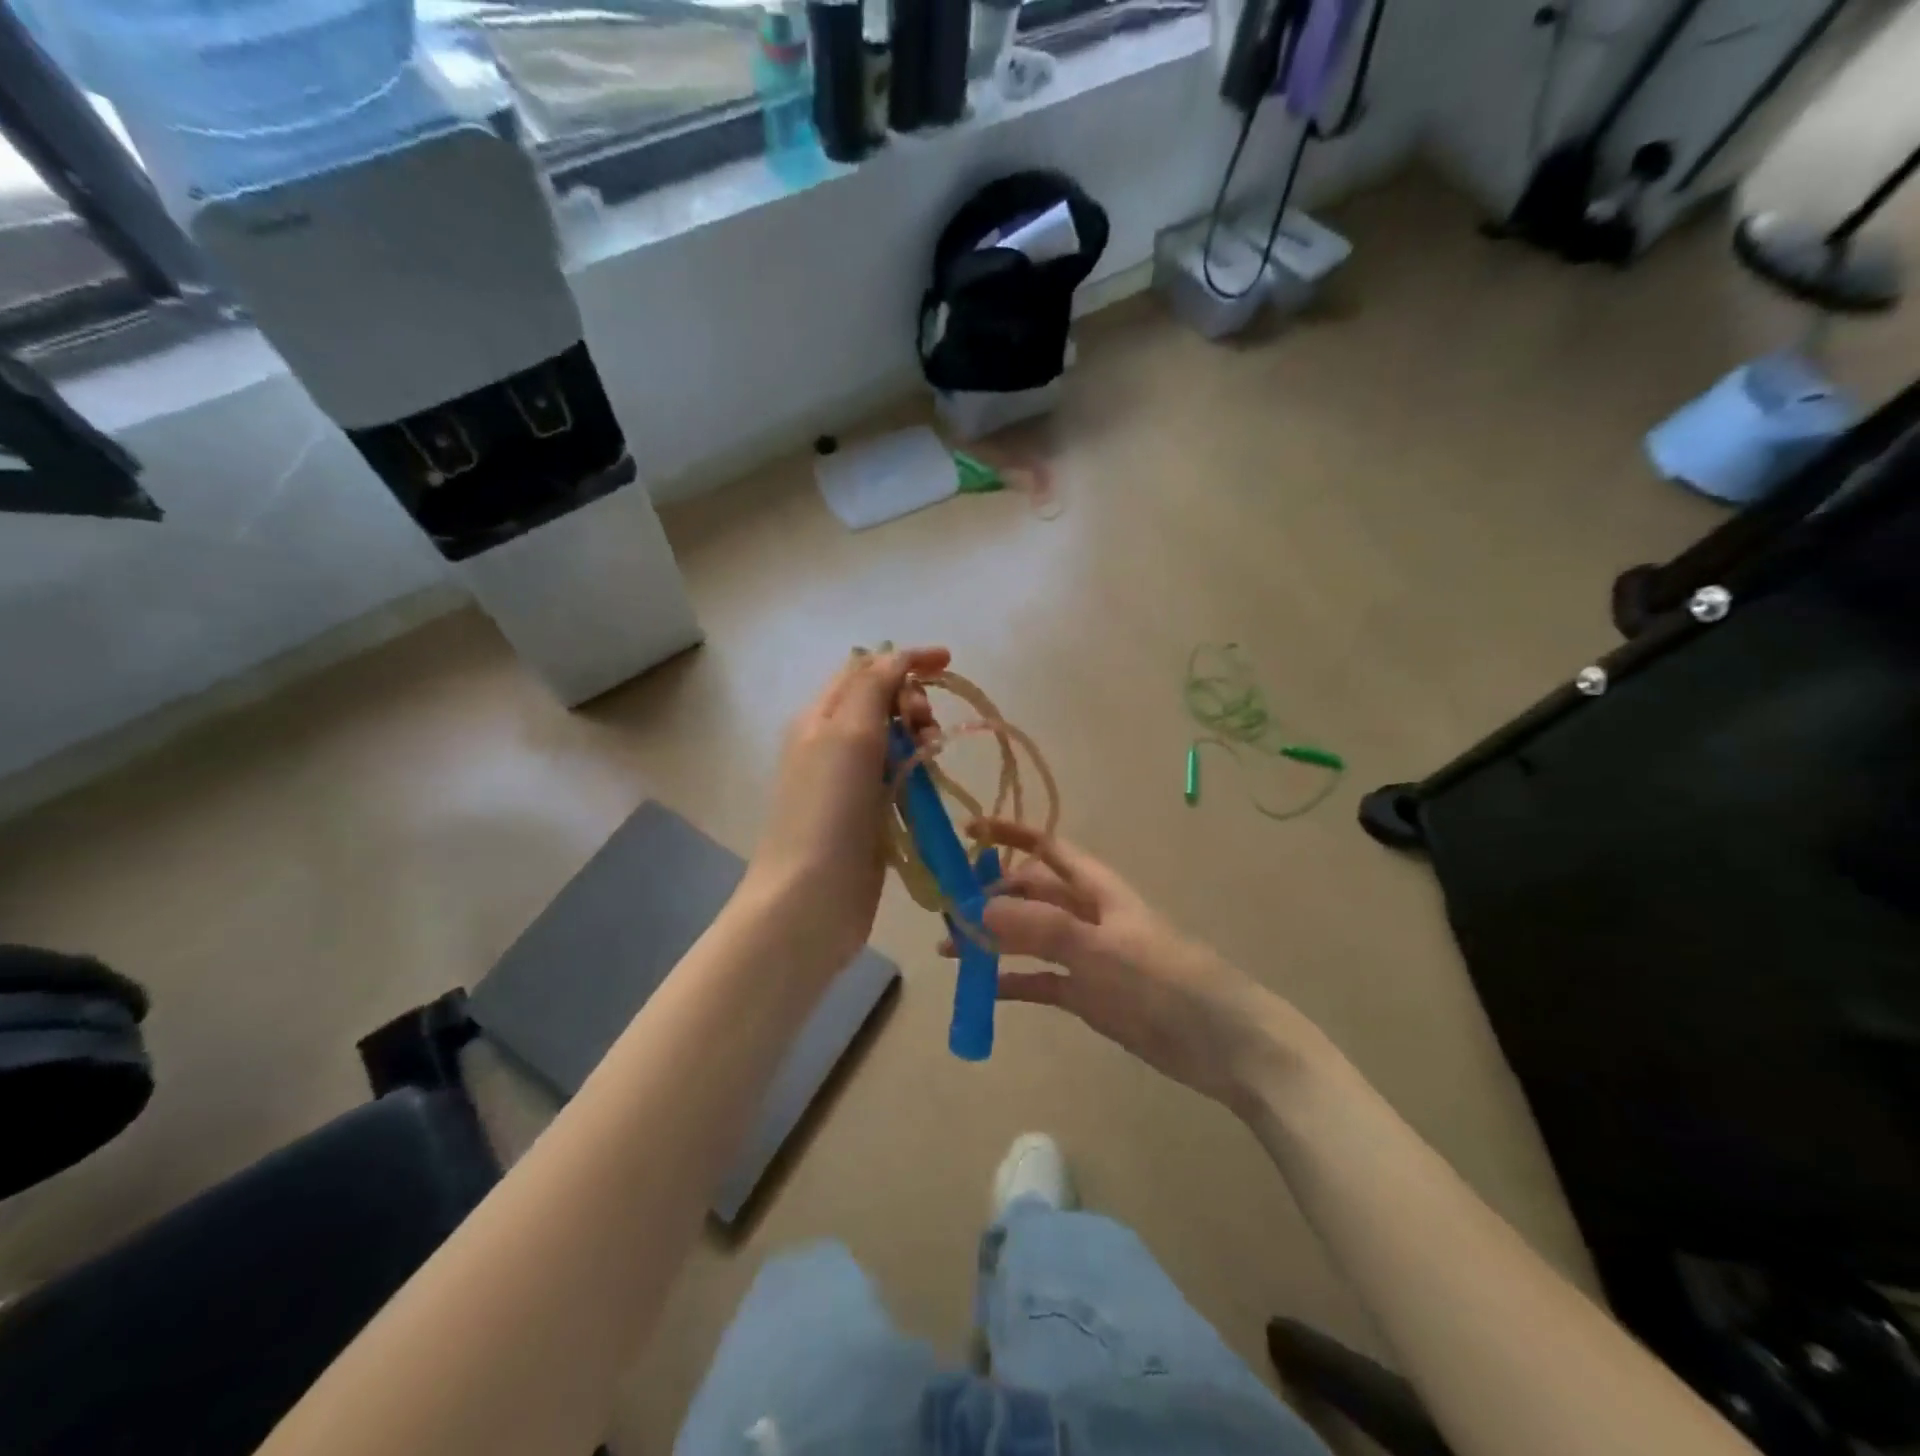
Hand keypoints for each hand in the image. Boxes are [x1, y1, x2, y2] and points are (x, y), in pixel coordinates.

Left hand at [742, 646, 947, 973]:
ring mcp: (849, 782)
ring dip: (919, 736)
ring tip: (930, 755)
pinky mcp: (868, 815)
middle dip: (913, 701)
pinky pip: (900, 777)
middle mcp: (832, 744)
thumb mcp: (848, 734)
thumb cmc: (828, 810)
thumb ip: (873, 687)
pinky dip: (918, 770)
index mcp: (820, 717)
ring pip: (895, 740)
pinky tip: (928, 783)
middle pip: (882, 703)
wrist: (809, 898)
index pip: (865, 669)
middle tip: (925, 726)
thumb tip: (894, 656)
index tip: (948, 663)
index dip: (906, 660)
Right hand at [957, 819, 1291, 1110]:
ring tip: (950, 949)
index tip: (967, 833)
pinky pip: (1039, 980)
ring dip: (993, 939)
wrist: (1224, 1044)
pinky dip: (1011, 982)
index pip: (1046, 847)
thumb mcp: (1100, 949)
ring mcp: (1087, 956)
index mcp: (1096, 888)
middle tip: (947, 910)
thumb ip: (1039, 928)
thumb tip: (978, 910)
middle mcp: (1087, 915)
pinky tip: (981, 989)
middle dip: (991, 894)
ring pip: (1029, 937)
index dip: (1009, 834)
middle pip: (1031, 892)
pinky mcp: (1088, 995)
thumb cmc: (1165, 981)